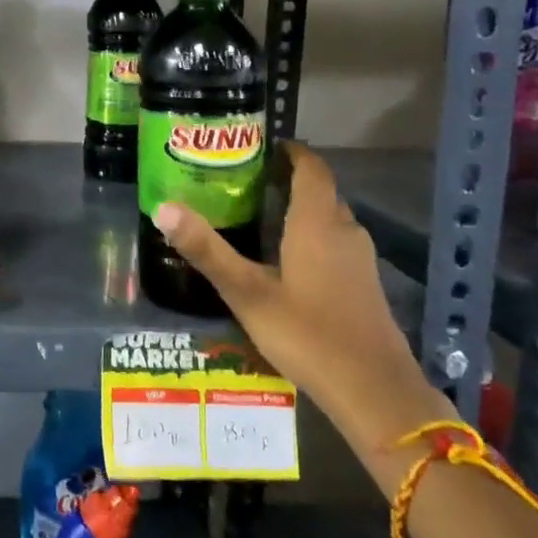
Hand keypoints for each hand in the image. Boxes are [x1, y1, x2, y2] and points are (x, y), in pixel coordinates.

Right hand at [150, 141, 449, 459]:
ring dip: (300, 207)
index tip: (260, 145)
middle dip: (288, 178)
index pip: (311, 167)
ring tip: (259, 212)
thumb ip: (206, 249)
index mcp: (316, 222)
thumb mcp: (247, 292)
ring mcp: (360, 259)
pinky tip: (287, 257)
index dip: (290, 151)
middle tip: (246, 179)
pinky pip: (336, 242)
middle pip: (320, 191)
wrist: (375, 392)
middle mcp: (344, 230)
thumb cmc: (308, 334)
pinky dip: (312, 234)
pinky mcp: (365, 284)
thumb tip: (162, 207)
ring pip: (329, 218)